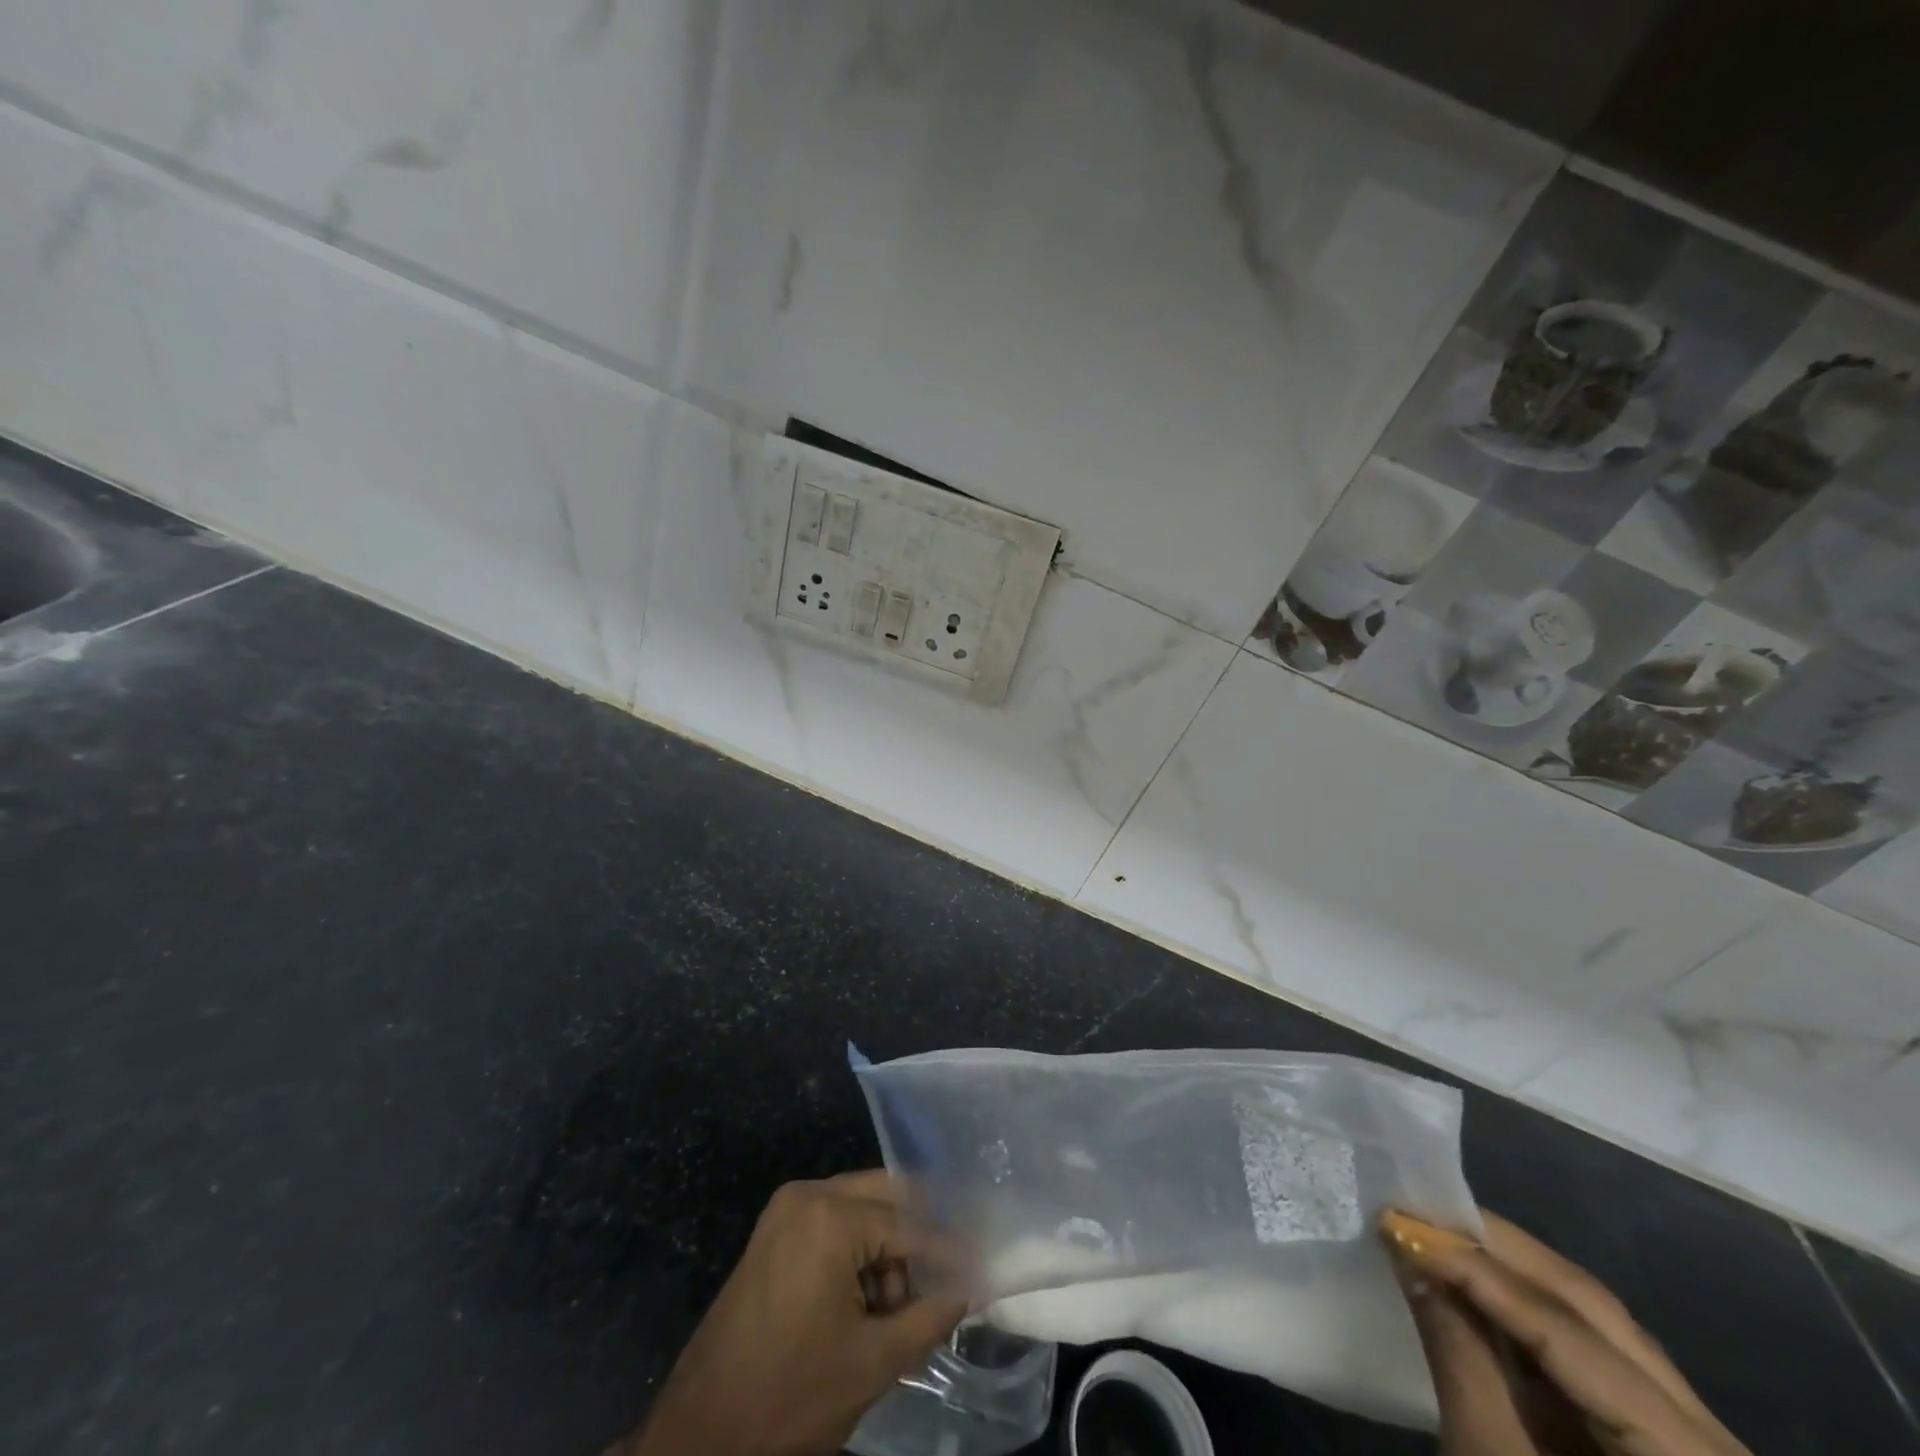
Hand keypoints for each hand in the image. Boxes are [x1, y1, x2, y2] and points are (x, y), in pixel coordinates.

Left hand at [620, 1171, 969, 1455]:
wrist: (697, 1436)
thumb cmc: (788, 1398)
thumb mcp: (871, 1363)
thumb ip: (928, 1317)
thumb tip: (969, 1290)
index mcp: (831, 1216)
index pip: (910, 1226)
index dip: (950, 1254)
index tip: (984, 1269)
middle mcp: (809, 1193)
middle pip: (887, 1197)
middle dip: (920, 1239)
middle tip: (950, 1279)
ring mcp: (788, 1209)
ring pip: (863, 1209)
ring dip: (890, 1249)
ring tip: (901, 1309)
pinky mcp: (776, 1230)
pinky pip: (836, 1223)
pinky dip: (861, 1253)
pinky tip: (870, 1301)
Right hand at [1382, 1210, 1750, 1455]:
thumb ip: (1458, 1352)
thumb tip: (1410, 1252)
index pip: (1570, 1332)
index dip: (1480, 1271)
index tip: (1403, 1222)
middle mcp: (1713, 1436)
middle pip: (1593, 1310)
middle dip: (1496, 1250)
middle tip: (1419, 1209)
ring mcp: (1692, 1433)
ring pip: (1596, 1319)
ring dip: (1508, 1269)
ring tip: (1439, 1232)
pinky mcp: (1659, 1434)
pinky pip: (1593, 1348)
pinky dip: (1527, 1306)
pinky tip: (1477, 1280)